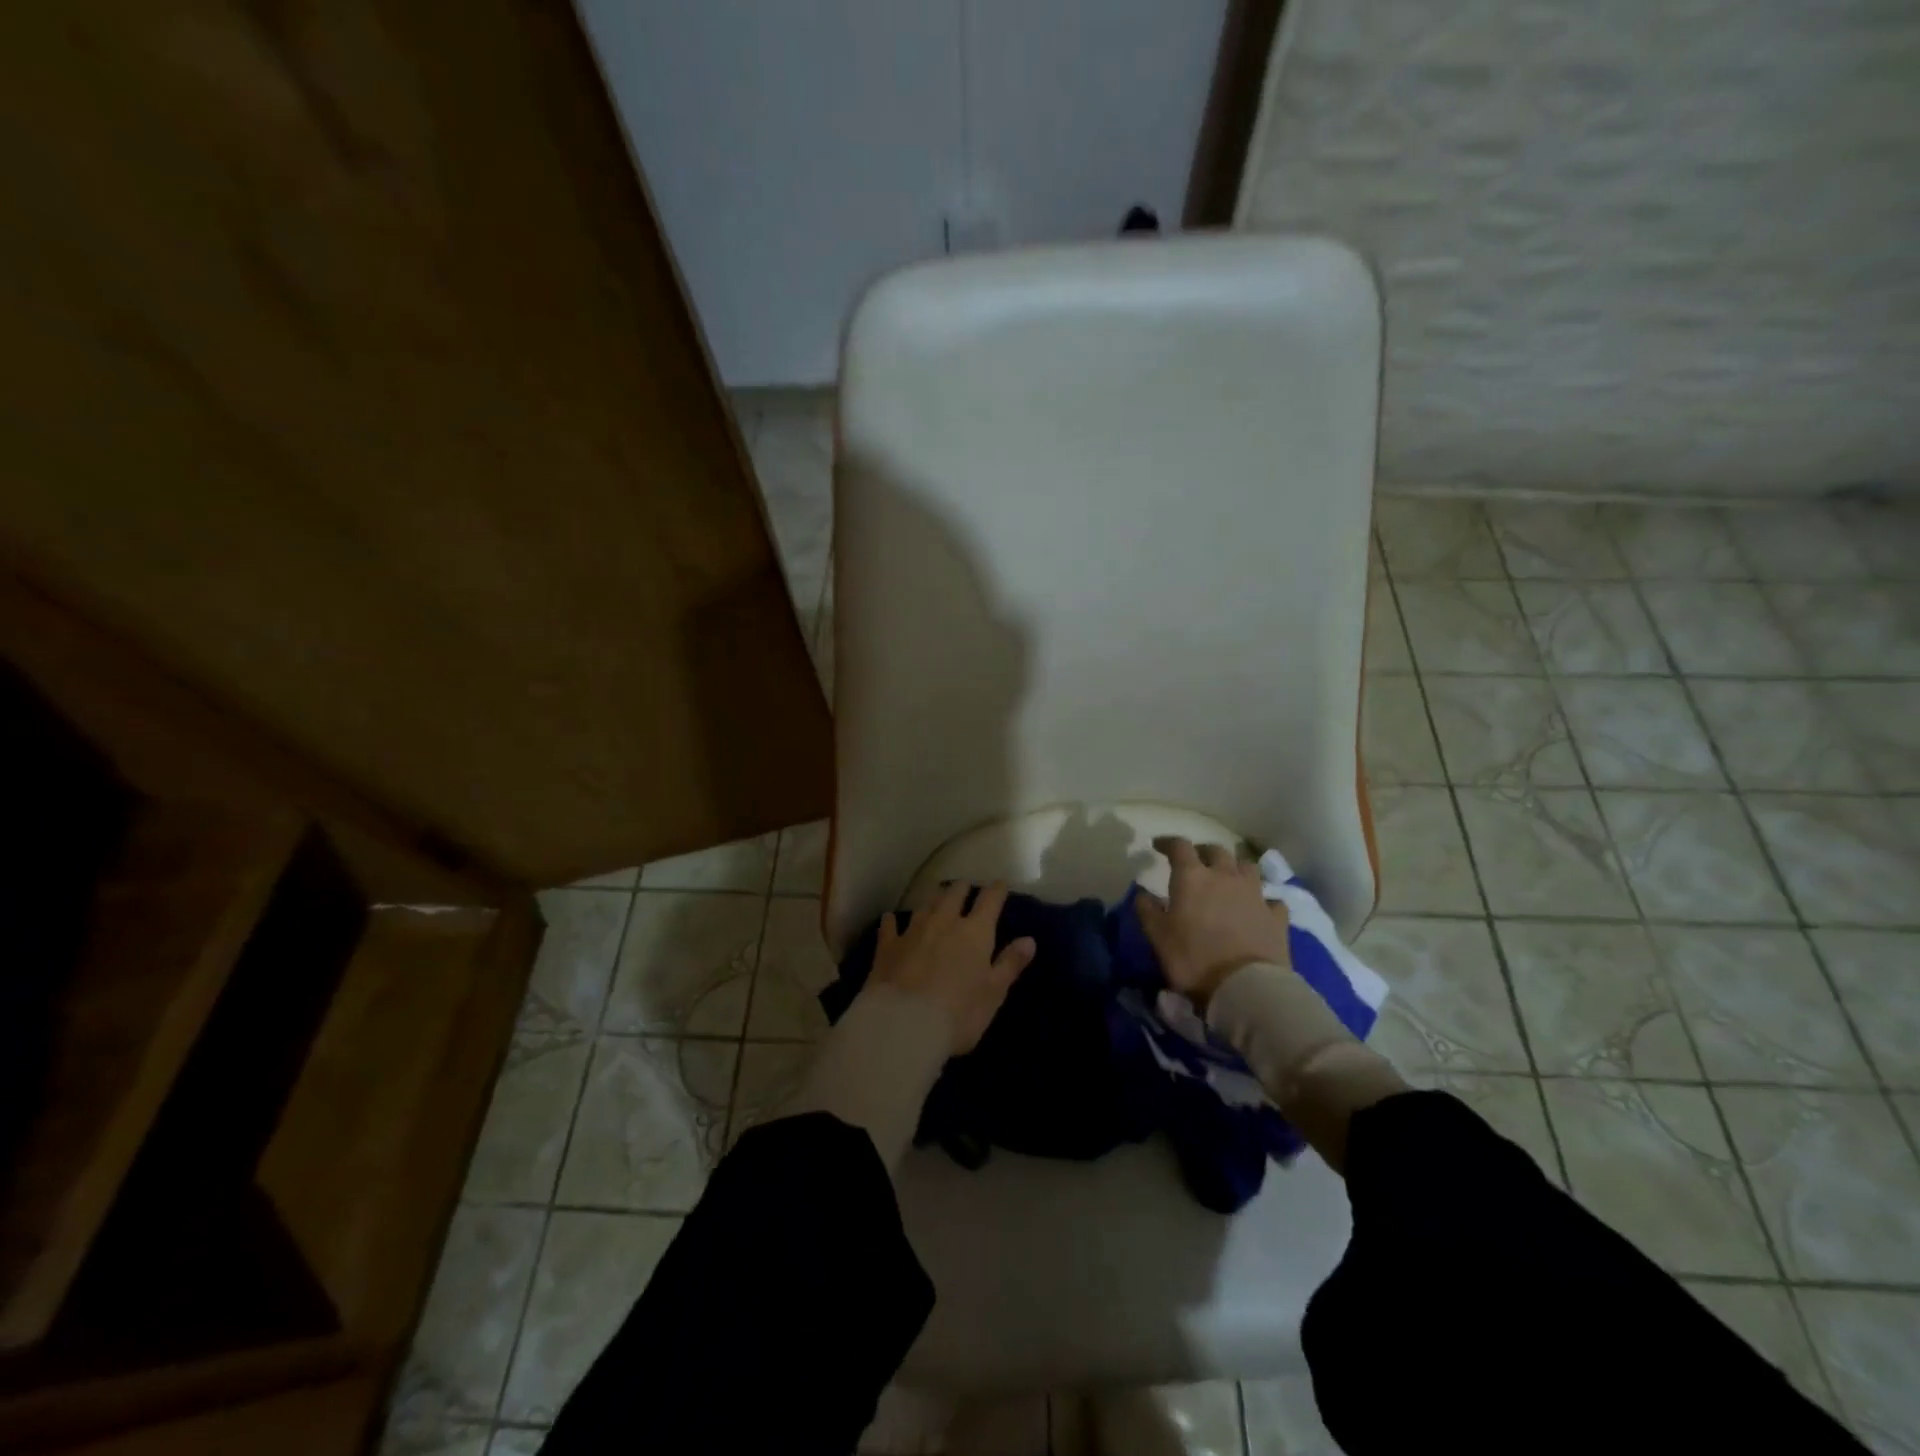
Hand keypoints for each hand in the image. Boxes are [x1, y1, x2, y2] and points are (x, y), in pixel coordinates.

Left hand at [870, 880, 1036, 1055]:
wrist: (904, 1025)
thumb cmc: (959, 1013)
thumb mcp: (994, 993)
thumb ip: (1010, 964)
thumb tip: (1029, 940)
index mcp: (975, 932)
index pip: (990, 901)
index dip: (997, 890)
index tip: (1000, 883)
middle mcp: (944, 922)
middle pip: (954, 894)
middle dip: (962, 888)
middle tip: (965, 887)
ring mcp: (913, 931)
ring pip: (926, 905)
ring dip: (934, 899)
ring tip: (937, 897)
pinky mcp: (888, 947)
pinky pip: (890, 926)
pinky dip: (893, 921)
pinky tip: (890, 918)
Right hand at [1135, 837, 1290, 1007]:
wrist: (1245, 987)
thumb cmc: (1193, 958)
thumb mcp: (1157, 937)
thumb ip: (1147, 910)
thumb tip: (1142, 893)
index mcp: (1192, 877)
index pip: (1179, 846)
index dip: (1168, 843)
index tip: (1159, 846)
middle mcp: (1225, 876)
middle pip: (1216, 850)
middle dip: (1204, 852)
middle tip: (1196, 862)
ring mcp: (1255, 894)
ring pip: (1247, 866)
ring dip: (1235, 868)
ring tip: (1229, 878)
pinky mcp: (1276, 916)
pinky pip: (1271, 898)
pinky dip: (1263, 899)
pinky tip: (1259, 908)